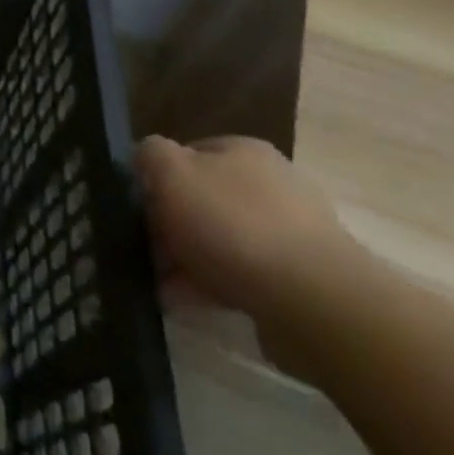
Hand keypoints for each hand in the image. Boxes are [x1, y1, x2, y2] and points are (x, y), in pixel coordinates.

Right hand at [138, 133, 361, 328]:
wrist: (314, 301)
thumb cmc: (233, 224)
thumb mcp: (171, 172)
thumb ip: (150, 154)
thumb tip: (146, 158)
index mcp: (244, 151)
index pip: (187, 153)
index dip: (157, 178)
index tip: (139, 207)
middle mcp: (273, 184)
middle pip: (204, 199)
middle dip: (172, 226)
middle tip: (146, 251)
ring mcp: (293, 234)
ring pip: (222, 241)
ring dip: (189, 260)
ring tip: (161, 285)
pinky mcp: (303, 280)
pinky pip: (244, 277)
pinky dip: (214, 287)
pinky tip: (189, 302)